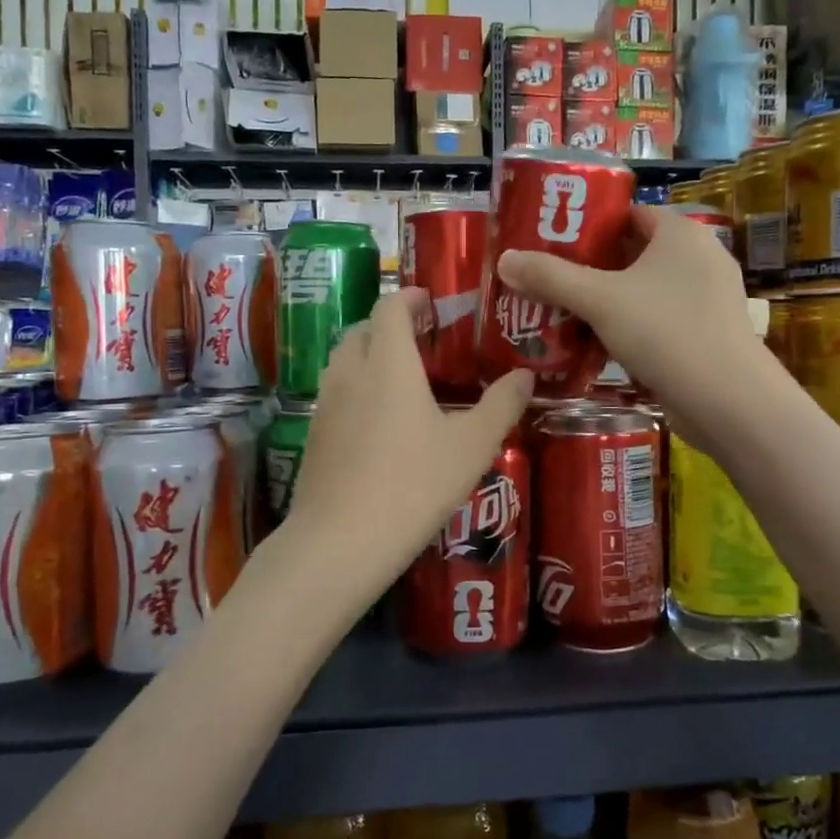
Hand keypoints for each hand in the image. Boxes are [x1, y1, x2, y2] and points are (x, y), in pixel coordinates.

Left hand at [280, 289, 533, 613]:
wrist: (340, 542)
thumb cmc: (414, 485)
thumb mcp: (472, 446)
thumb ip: (502, 405)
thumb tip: (526, 376)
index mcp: (388, 361)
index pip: (390, 306)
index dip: (410, 296)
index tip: (431, 301)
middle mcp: (350, 371)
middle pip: (363, 329)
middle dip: (391, 324)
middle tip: (424, 341)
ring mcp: (326, 403)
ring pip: (345, 360)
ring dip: (370, 354)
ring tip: (402, 378)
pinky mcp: (314, 434)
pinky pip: (336, 392)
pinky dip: (357, 387)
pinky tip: (379, 421)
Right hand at [497, 205, 757, 427]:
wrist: (728, 401)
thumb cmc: (665, 333)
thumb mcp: (600, 300)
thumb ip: (550, 278)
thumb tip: (504, 259)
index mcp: (681, 234)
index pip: (629, 214)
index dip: (590, 224)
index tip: (553, 242)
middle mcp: (701, 257)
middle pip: (635, 253)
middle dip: (592, 267)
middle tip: (550, 280)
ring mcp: (708, 298)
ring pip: (646, 290)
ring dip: (609, 301)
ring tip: (564, 313)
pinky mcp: (708, 334)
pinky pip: (660, 319)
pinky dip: (631, 326)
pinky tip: (599, 345)